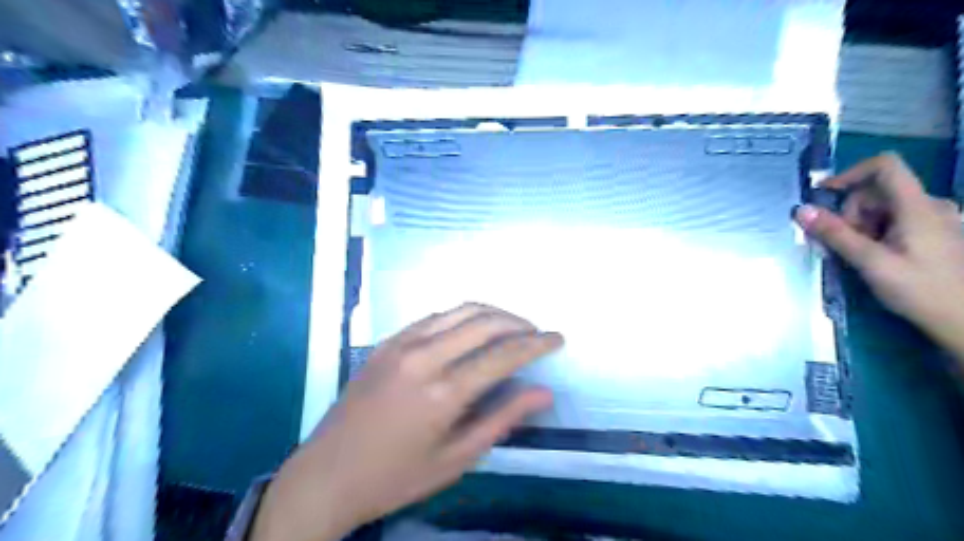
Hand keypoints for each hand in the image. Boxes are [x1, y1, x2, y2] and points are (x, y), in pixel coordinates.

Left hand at [253, 304, 561, 540]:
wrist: (327, 474)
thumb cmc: (396, 477)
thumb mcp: (457, 458)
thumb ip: (503, 419)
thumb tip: (544, 392)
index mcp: (443, 392)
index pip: (503, 354)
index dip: (536, 344)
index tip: (558, 337)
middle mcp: (424, 357)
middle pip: (484, 322)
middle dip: (518, 322)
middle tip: (537, 333)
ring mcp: (401, 344)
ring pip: (459, 311)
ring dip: (492, 313)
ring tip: (511, 326)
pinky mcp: (386, 342)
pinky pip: (433, 317)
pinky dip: (461, 316)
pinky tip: (471, 329)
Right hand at [795, 153, 963, 355]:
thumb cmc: (921, 291)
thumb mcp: (871, 263)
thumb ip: (835, 234)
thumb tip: (801, 210)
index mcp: (918, 206)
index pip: (884, 166)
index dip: (850, 173)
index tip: (823, 195)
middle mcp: (931, 205)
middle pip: (878, 191)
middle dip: (852, 212)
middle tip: (842, 244)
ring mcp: (937, 219)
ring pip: (885, 208)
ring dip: (862, 226)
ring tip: (859, 256)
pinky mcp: (936, 234)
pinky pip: (897, 221)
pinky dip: (876, 233)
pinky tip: (875, 257)